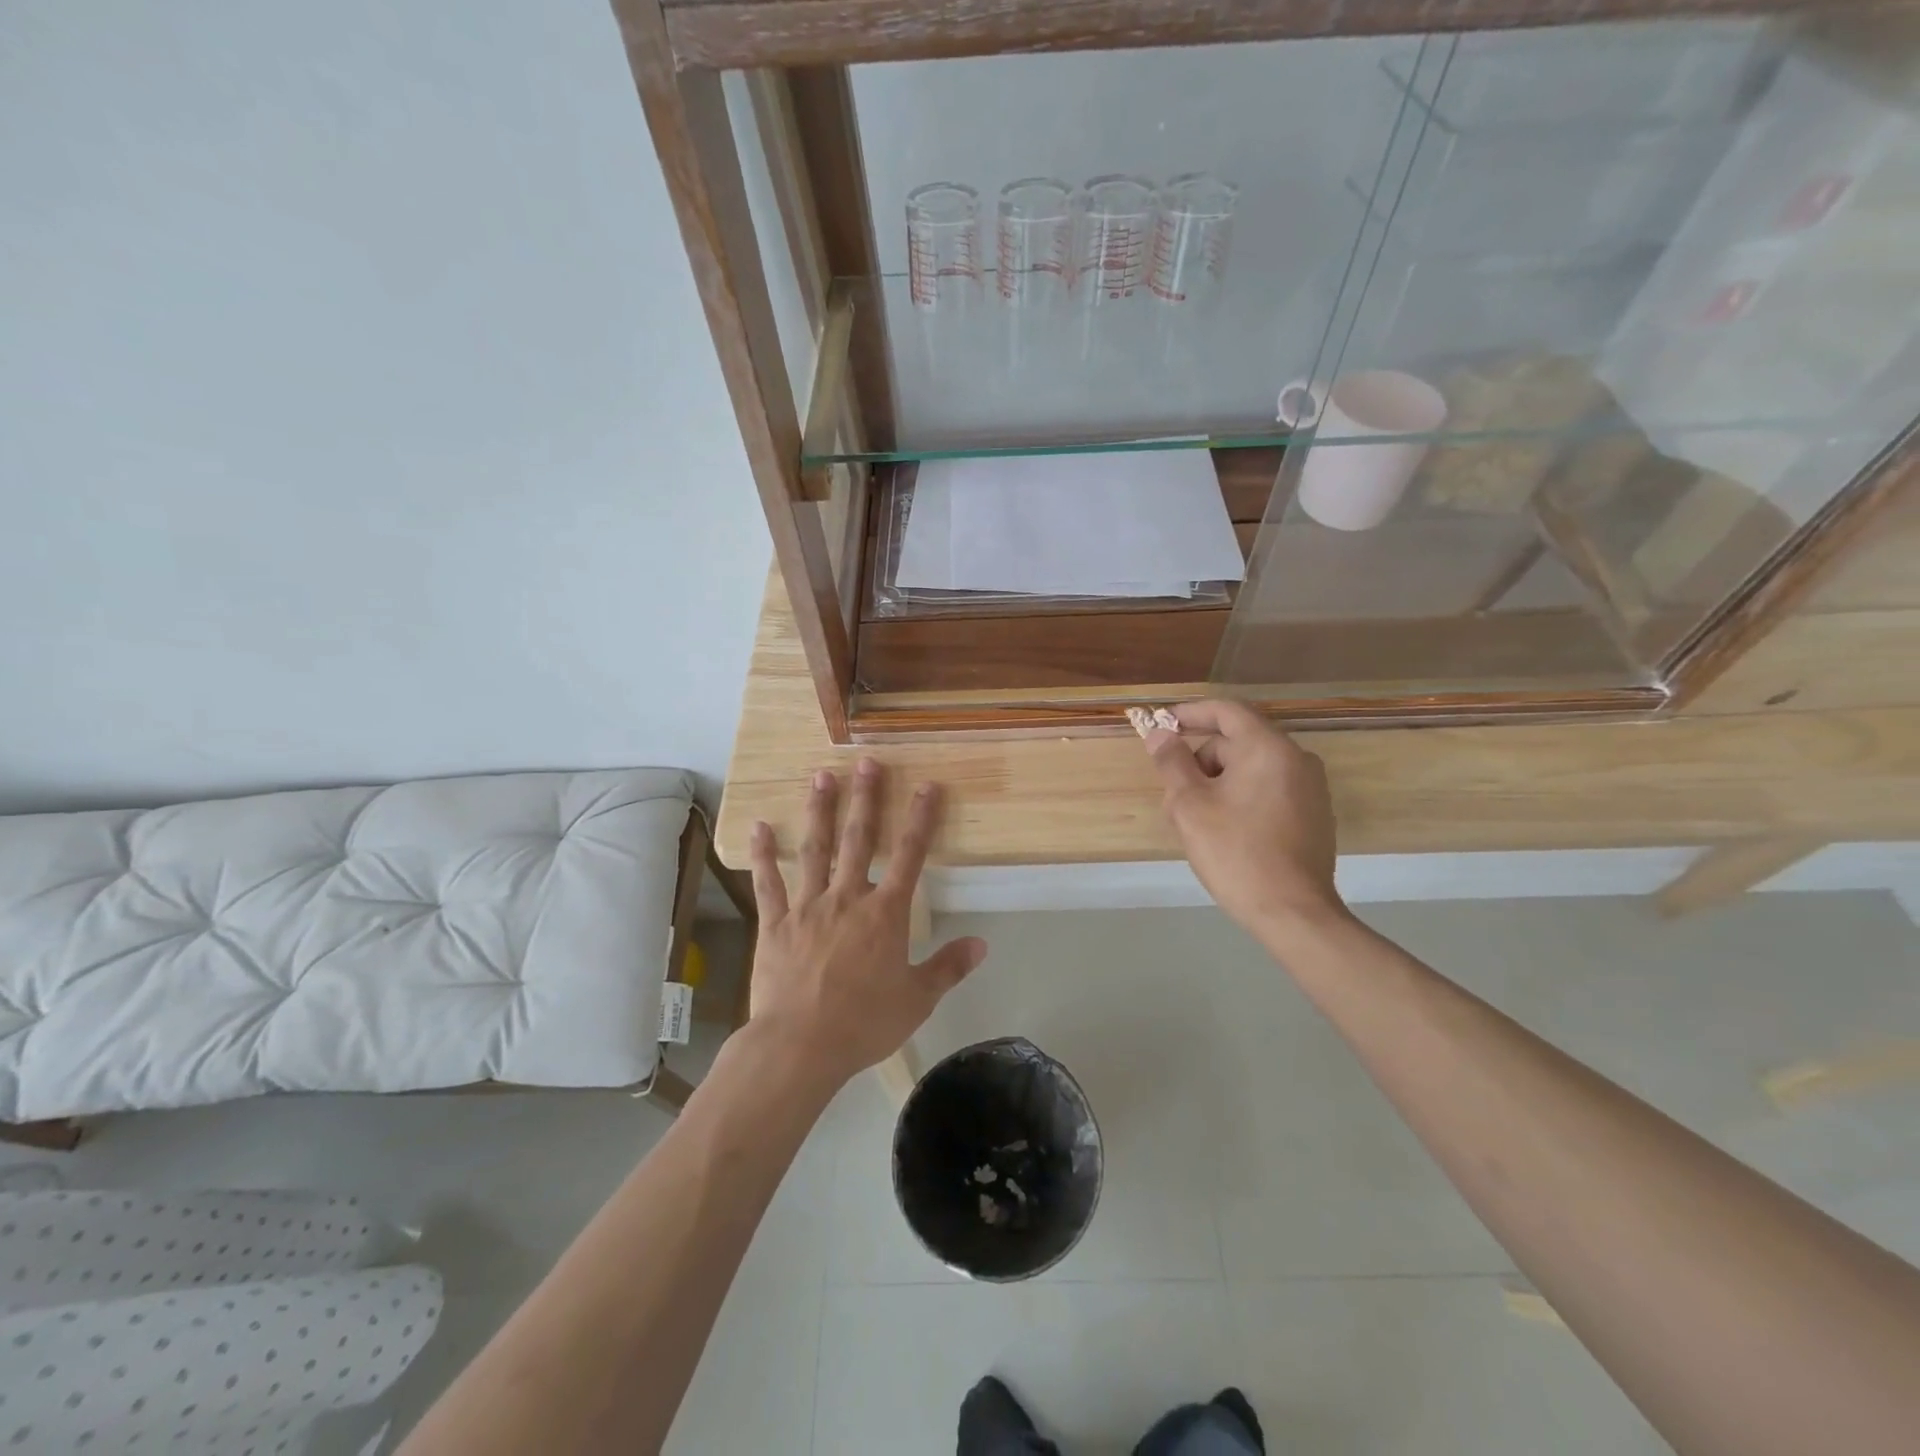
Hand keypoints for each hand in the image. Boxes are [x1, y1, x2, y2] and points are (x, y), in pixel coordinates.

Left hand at [746, 759, 986, 1087]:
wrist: (801, 1045)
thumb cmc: (864, 1023)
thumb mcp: (917, 999)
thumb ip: (948, 967)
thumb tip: (982, 943)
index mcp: (885, 913)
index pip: (910, 856)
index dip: (921, 819)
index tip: (928, 786)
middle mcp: (847, 898)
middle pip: (859, 839)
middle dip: (866, 798)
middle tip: (866, 762)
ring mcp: (807, 907)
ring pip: (815, 850)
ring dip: (819, 812)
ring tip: (821, 777)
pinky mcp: (775, 923)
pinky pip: (768, 883)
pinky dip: (764, 855)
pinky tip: (760, 827)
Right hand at [1143, 700, 1348, 943]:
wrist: (1292, 913)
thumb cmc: (1235, 852)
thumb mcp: (1190, 805)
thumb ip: (1172, 762)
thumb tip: (1161, 734)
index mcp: (1269, 748)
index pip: (1226, 711)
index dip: (1189, 713)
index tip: (1161, 725)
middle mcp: (1296, 759)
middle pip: (1236, 742)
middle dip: (1199, 761)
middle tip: (1173, 796)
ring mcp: (1310, 788)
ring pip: (1250, 768)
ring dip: (1216, 783)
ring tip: (1194, 821)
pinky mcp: (1313, 815)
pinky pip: (1267, 789)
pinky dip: (1240, 797)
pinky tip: (1223, 832)